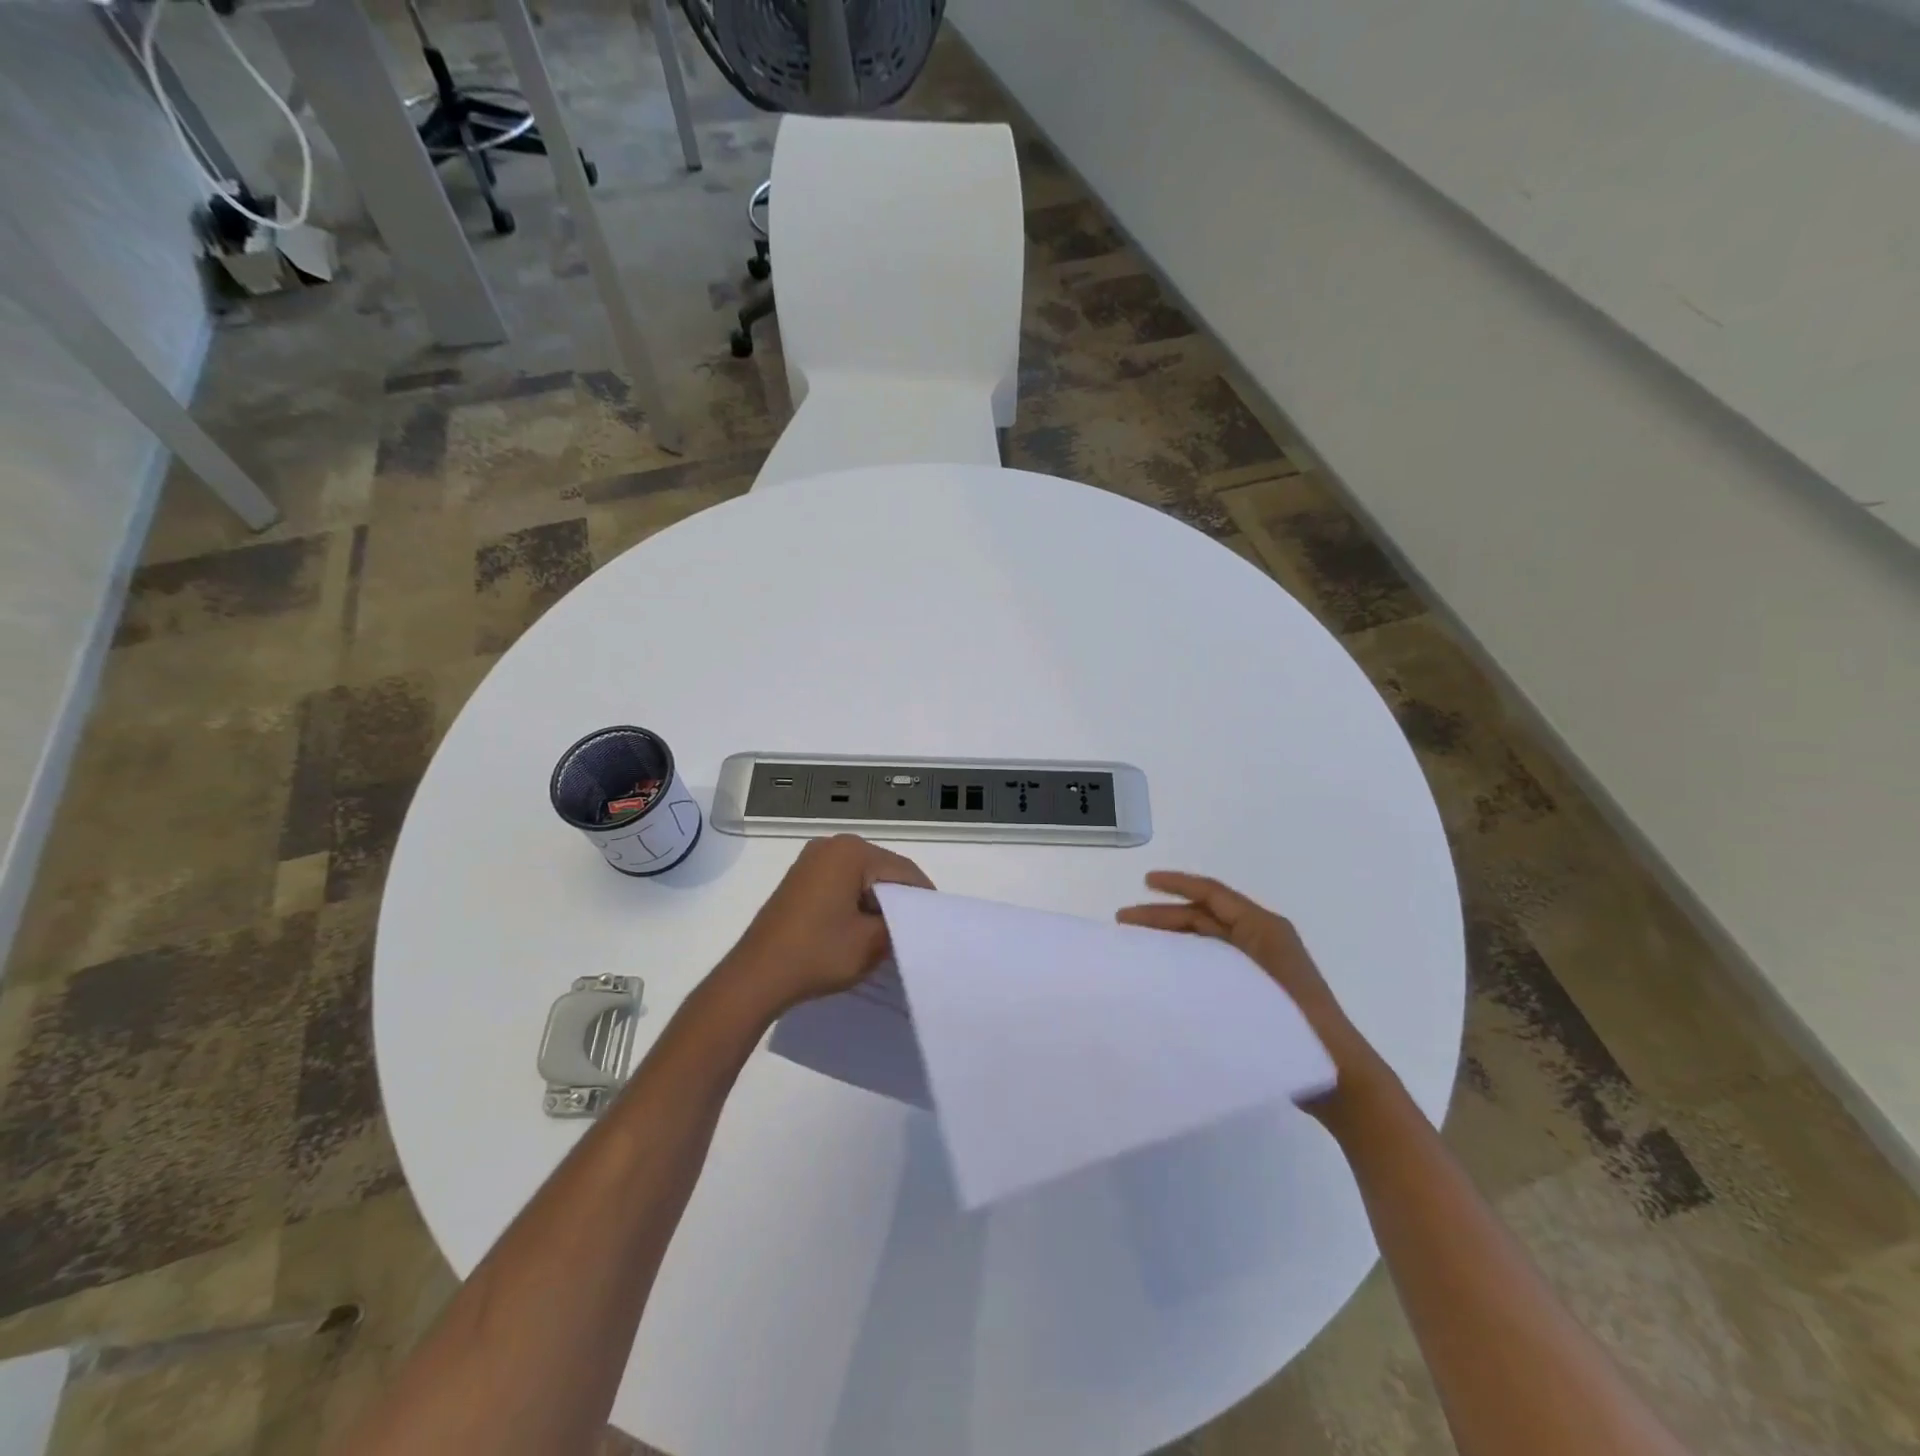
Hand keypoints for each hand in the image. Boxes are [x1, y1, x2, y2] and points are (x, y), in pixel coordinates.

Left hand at [718, 835, 933, 1017]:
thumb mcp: (871, 943)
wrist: (755, 977)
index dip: (923, 897)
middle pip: (882, 869)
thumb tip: (908, 920)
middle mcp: (831, 845)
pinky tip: (860, 929)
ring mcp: (812, 860)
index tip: (936, 923)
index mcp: (851, 852)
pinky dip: (855, 902)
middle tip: (915, 930)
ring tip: (889, 934)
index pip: (903, 870)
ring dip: (876, 902)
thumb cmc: (817, 954)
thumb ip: (899, 925)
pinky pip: (841, 883)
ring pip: (862, 877)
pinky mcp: (800, 878)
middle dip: (899, 898)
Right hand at [1117, 871, 1385, 1108]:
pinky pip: (1216, 962)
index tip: (1145, 881)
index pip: (1213, 894)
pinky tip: (1168, 975)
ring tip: (1140, 946)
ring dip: (1173, 937)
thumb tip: (1166, 954)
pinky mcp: (1259, 990)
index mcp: (1264, 928)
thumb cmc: (1298, 1026)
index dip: (1177, 884)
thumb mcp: (1251, 982)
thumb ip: (1211, 961)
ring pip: (1208, 939)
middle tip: (1124, 922)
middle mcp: (1263, 939)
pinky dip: (1189, 959)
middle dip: (1164, 914)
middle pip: (1205, 915)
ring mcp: (1262, 964)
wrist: (1339, 1075)